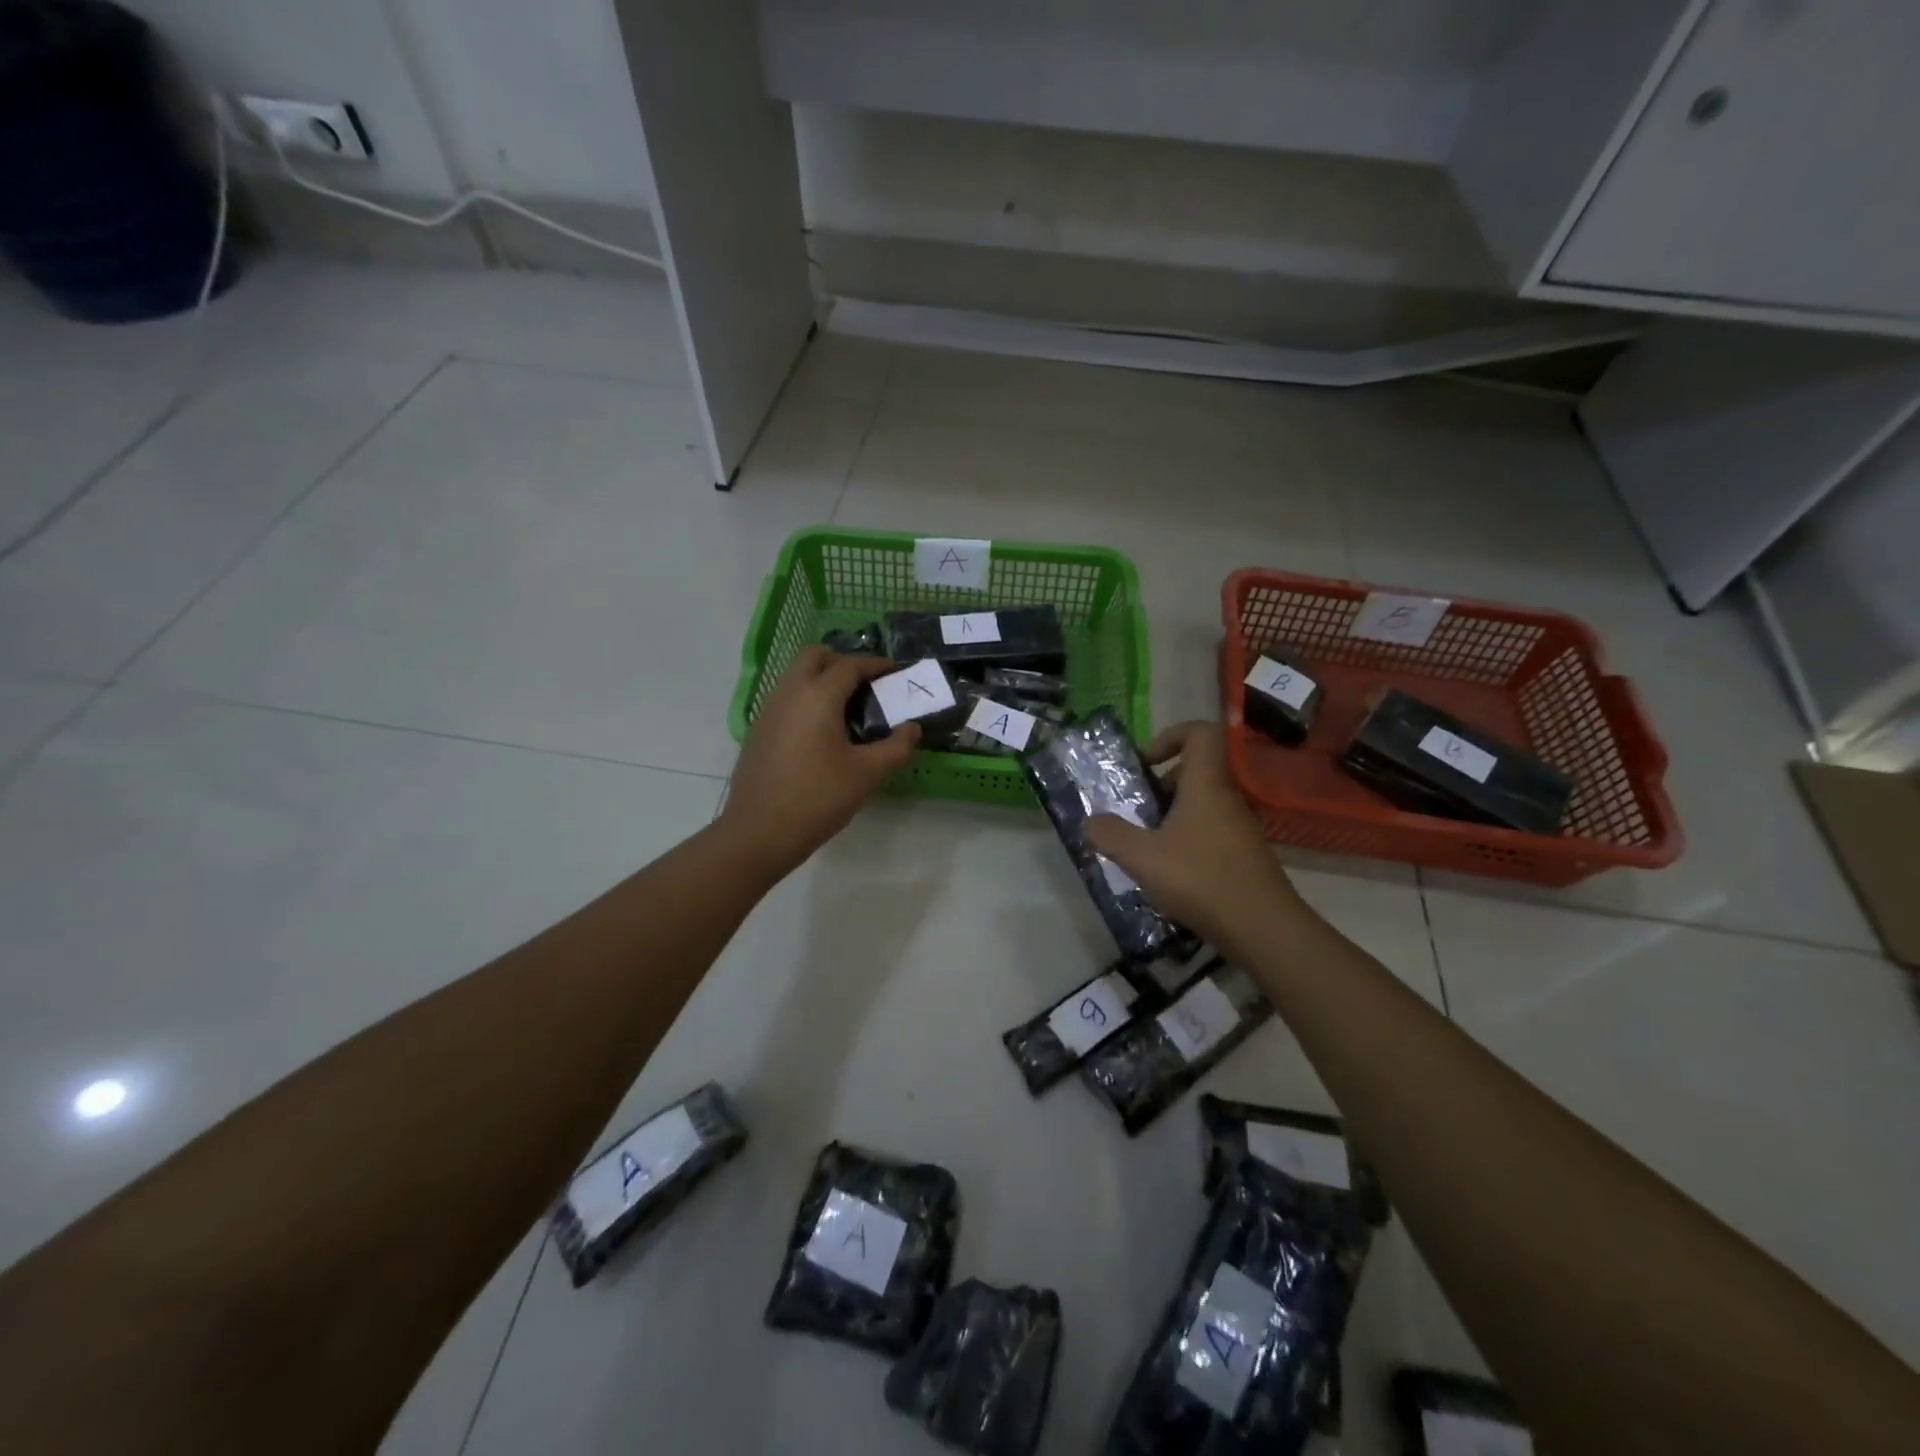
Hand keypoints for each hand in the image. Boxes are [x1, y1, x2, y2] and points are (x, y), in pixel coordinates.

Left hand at [719, 647, 918, 877]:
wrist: (759, 832)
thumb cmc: (818, 798)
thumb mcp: (867, 774)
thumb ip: (896, 747)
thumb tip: (913, 729)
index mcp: (817, 697)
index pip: (849, 665)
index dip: (875, 664)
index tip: (895, 670)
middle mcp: (789, 693)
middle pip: (814, 657)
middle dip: (842, 662)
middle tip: (867, 684)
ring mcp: (768, 711)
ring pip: (796, 676)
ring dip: (822, 680)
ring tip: (849, 709)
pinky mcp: (759, 732)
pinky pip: (786, 699)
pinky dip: (807, 700)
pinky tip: (823, 733)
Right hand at [1082, 721, 1303, 955]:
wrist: (1263, 929)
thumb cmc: (1200, 879)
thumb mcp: (1141, 857)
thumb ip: (1110, 835)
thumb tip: (1088, 821)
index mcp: (1206, 785)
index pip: (1200, 733)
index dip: (1171, 735)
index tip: (1145, 763)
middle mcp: (1227, 799)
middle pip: (1196, 772)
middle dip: (1162, 785)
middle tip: (1136, 810)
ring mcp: (1240, 828)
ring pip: (1202, 805)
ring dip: (1172, 817)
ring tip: (1146, 846)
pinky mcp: (1245, 856)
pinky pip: (1211, 833)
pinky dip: (1187, 842)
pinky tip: (1169, 874)